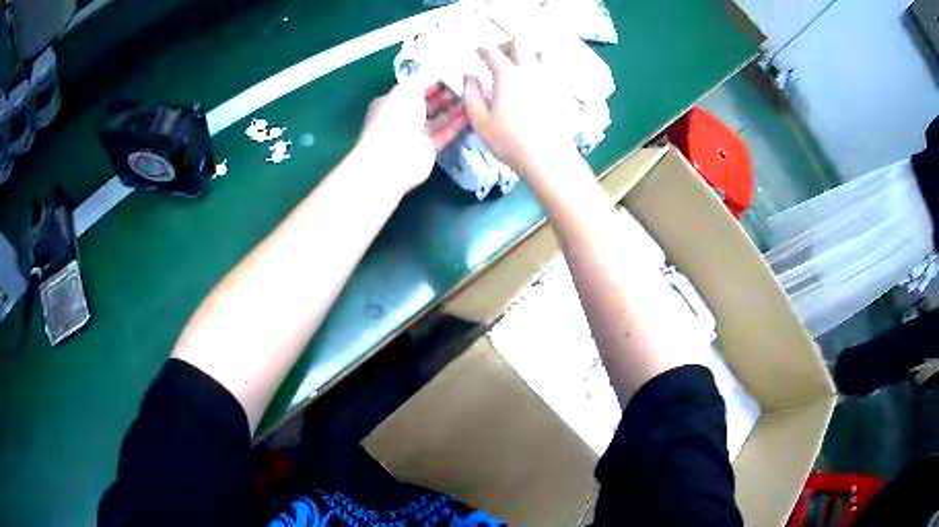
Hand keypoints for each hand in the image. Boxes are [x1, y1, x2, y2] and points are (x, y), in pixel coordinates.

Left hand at [354, 78, 466, 192]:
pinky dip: (457, 124)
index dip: (431, 80)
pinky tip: (471, 114)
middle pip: (426, 103)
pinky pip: (445, 133)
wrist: (391, 159)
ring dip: (453, 108)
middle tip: (466, 84)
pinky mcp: (428, 150)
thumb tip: (440, 67)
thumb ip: (425, 76)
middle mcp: (402, 118)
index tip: (452, 72)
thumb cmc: (395, 119)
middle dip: (444, 94)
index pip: (414, 87)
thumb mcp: (408, 89)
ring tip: (472, 97)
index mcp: (392, 102)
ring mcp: (415, 135)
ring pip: (438, 119)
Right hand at [462, 43, 577, 177]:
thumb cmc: (509, 141)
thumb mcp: (480, 121)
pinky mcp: (563, 92)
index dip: (483, 50)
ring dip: (531, 54)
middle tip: (500, 57)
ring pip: (542, 53)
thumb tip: (468, 76)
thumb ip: (471, 95)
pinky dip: (546, 68)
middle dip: (507, 46)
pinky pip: (556, 70)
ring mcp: (550, 80)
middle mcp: (530, 71)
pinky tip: (540, 80)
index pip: (493, 53)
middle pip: (520, 45)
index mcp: (507, 76)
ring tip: (524, 66)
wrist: (548, 157)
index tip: (478, 51)